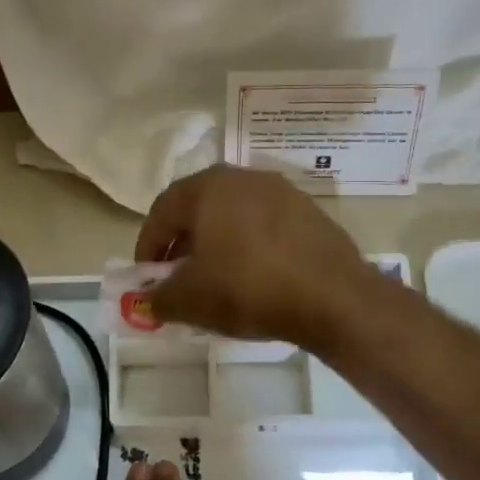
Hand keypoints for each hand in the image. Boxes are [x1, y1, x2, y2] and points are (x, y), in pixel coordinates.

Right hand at [134, 164, 376, 346]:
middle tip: (177, 279)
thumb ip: (159, 298)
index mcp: (209, 186)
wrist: (334, 298)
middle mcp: (245, 178)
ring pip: (234, 217)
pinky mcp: (311, 214)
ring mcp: (283, 192)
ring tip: (216, 282)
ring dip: (217, 246)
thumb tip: (150, 300)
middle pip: (199, 209)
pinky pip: (266, 228)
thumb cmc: (248, 288)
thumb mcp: (189, 300)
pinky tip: (255, 280)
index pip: (162, 211)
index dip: (148, 246)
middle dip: (182, 245)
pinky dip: (251, 249)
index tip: (145, 278)